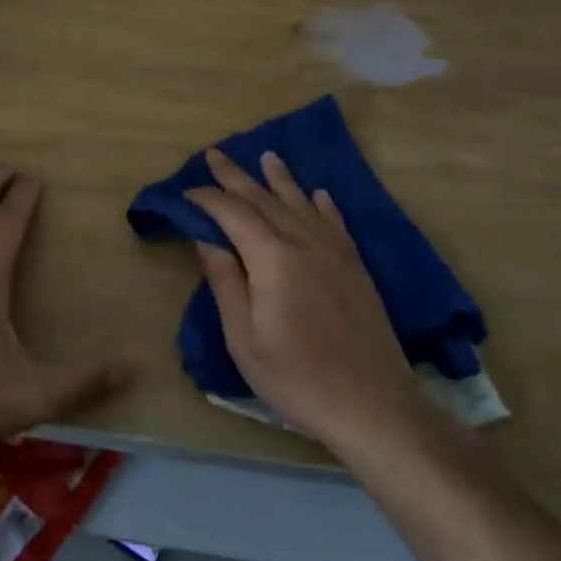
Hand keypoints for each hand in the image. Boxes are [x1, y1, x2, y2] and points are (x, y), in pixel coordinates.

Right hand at [185, 149, 423, 454]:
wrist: (374, 406)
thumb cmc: (298, 378)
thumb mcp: (244, 339)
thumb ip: (226, 282)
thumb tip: (207, 238)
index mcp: (272, 258)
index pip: (233, 212)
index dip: (207, 198)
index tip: (186, 192)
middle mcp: (303, 242)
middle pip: (264, 199)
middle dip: (235, 176)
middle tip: (214, 154)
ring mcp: (334, 252)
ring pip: (301, 203)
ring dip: (280, 179)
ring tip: (267, 157)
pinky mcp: (355, 267)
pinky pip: (335, 223)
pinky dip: (323, 205)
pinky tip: (319, 194)